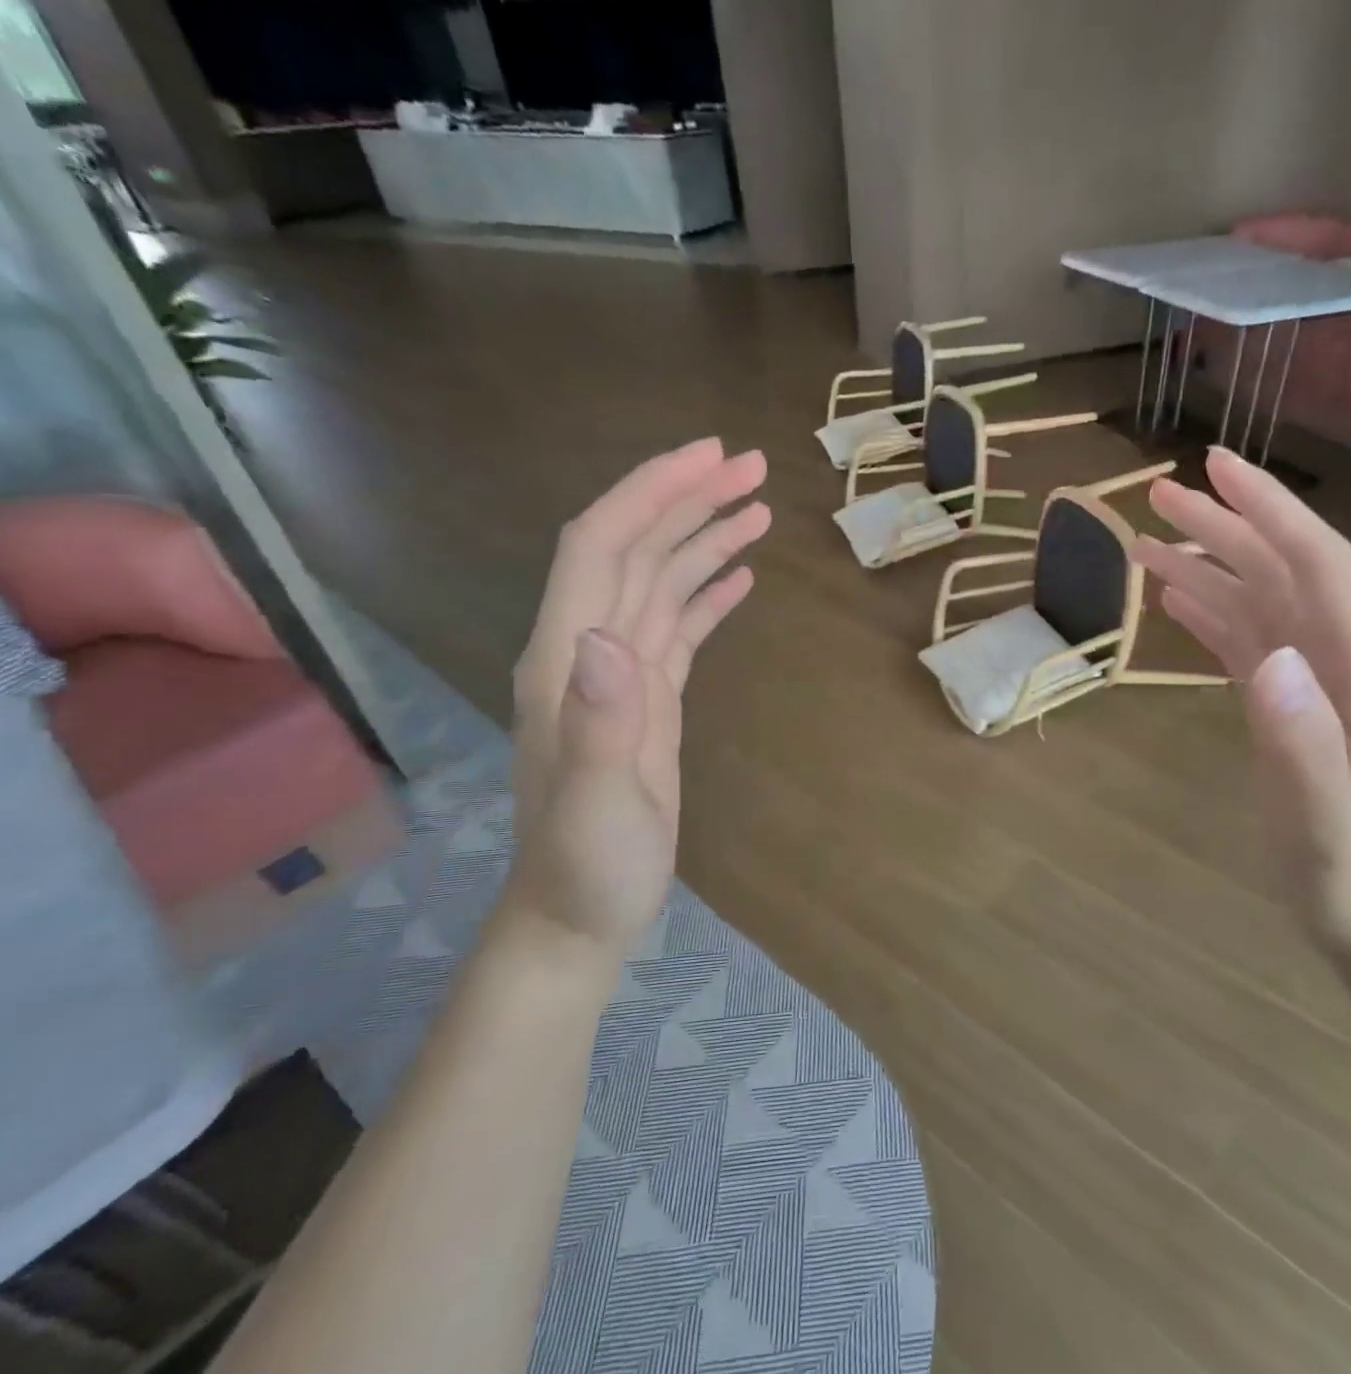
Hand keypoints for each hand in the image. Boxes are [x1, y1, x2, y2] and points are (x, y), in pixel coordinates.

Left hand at [506, 438, 769, 959]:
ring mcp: (619, 675)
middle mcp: (588, 651)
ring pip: (660, 583)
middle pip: (635, 549)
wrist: (580, 915)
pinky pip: (677, 627)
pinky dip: (706, 594)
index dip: (651, 493)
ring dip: (704, 540)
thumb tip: (610, 640)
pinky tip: (738, 577)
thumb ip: (598, 724)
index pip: (601, 546)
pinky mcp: (648, 699)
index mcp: (568, 660)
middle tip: (755, 467)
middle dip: (689, 500)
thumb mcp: (596, 807)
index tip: (711, 457)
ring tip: (758, 509)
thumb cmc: (588, 868)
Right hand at [1132, 446, 1350, 965]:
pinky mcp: (1289, 704)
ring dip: (1206, 567)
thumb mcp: (1327, 817)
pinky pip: (1246, 641)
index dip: (1267, 509)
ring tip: (1146, 544)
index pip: (1316, 563)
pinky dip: (1208, 614)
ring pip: (1257, 601)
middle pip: (1280, 569)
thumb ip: (1302, 740)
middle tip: (1156, 495)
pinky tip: (1173, 602)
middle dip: (1223, 526)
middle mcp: (1339, 658)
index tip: (1213, 467)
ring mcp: (1313, 681)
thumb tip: (1269, 657)